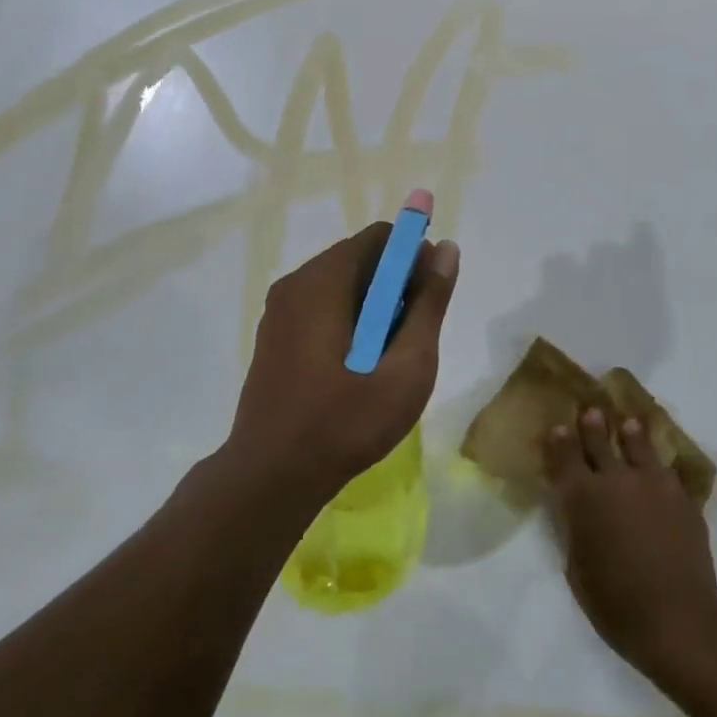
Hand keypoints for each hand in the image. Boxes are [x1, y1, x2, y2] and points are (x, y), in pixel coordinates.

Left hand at [226, 223, 459, 511]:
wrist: (270, 479)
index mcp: (323, 281)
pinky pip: (322, 307)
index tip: (431, 295)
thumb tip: (446, 249)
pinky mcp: (274, 335)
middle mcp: (296, 283)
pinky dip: (350, 320)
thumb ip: (429, 304)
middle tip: (414, 335)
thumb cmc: (345, 423)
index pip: (381, 237)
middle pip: (361, 258)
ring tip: (389, 356)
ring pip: (342, 285)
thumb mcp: (406, 367)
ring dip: (375, 305)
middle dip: (396, 284)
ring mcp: (279, 310)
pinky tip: (359, 366)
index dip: (415, 256)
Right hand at [545, 409, 716, 679]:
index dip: (559, 440)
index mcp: (581, 497)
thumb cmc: (615, 604)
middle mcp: (614, 479)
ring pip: (638, 444)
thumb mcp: (577, 567)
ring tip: (628, 423)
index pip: (565, 456)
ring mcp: (652, 483)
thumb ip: (575, 528)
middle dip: (592, 424)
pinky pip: (667, 470)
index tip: (558, 427)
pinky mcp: (681, 495)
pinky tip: (661, 466)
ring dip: (630, 433)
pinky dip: (660, 465)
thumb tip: (576, 509)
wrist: (677, 617)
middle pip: (599, 441)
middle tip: (591, 410)